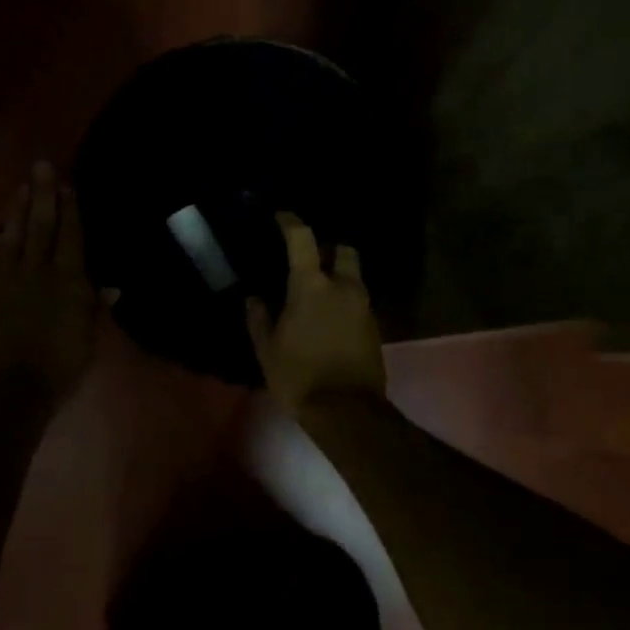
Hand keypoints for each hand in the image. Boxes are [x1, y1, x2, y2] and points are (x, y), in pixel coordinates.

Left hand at [0, 161, 98, 407]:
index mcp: (70, 281)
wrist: (6, 390)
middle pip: (42, 225)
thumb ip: (96, 308)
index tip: (68, 185)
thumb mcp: (87, 340)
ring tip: (22, 185)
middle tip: (42, 165)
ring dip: (18, 207)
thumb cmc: (57, 370)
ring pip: (14, 233)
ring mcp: (6, 277)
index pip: (72, 236)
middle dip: (44, 194)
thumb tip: (112, 285)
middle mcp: (39, 270)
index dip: (71, 209)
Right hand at [246, 212, 386, 416]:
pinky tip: (330, 318)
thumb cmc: (299, 377)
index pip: (302, 238)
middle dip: (328, 250)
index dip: (290, 222)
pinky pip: (358, 301)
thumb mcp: (267, 350)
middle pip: (343, 251)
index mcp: (312, 286)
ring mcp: (364, 307)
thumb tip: (254, 298)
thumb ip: (259, 318)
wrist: (347, 412)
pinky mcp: (375, 327)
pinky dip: (345, 301)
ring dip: (338, 277)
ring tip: (317, 294)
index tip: (281, 217)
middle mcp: (343, 287)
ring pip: (353, 277)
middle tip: (310, 261)